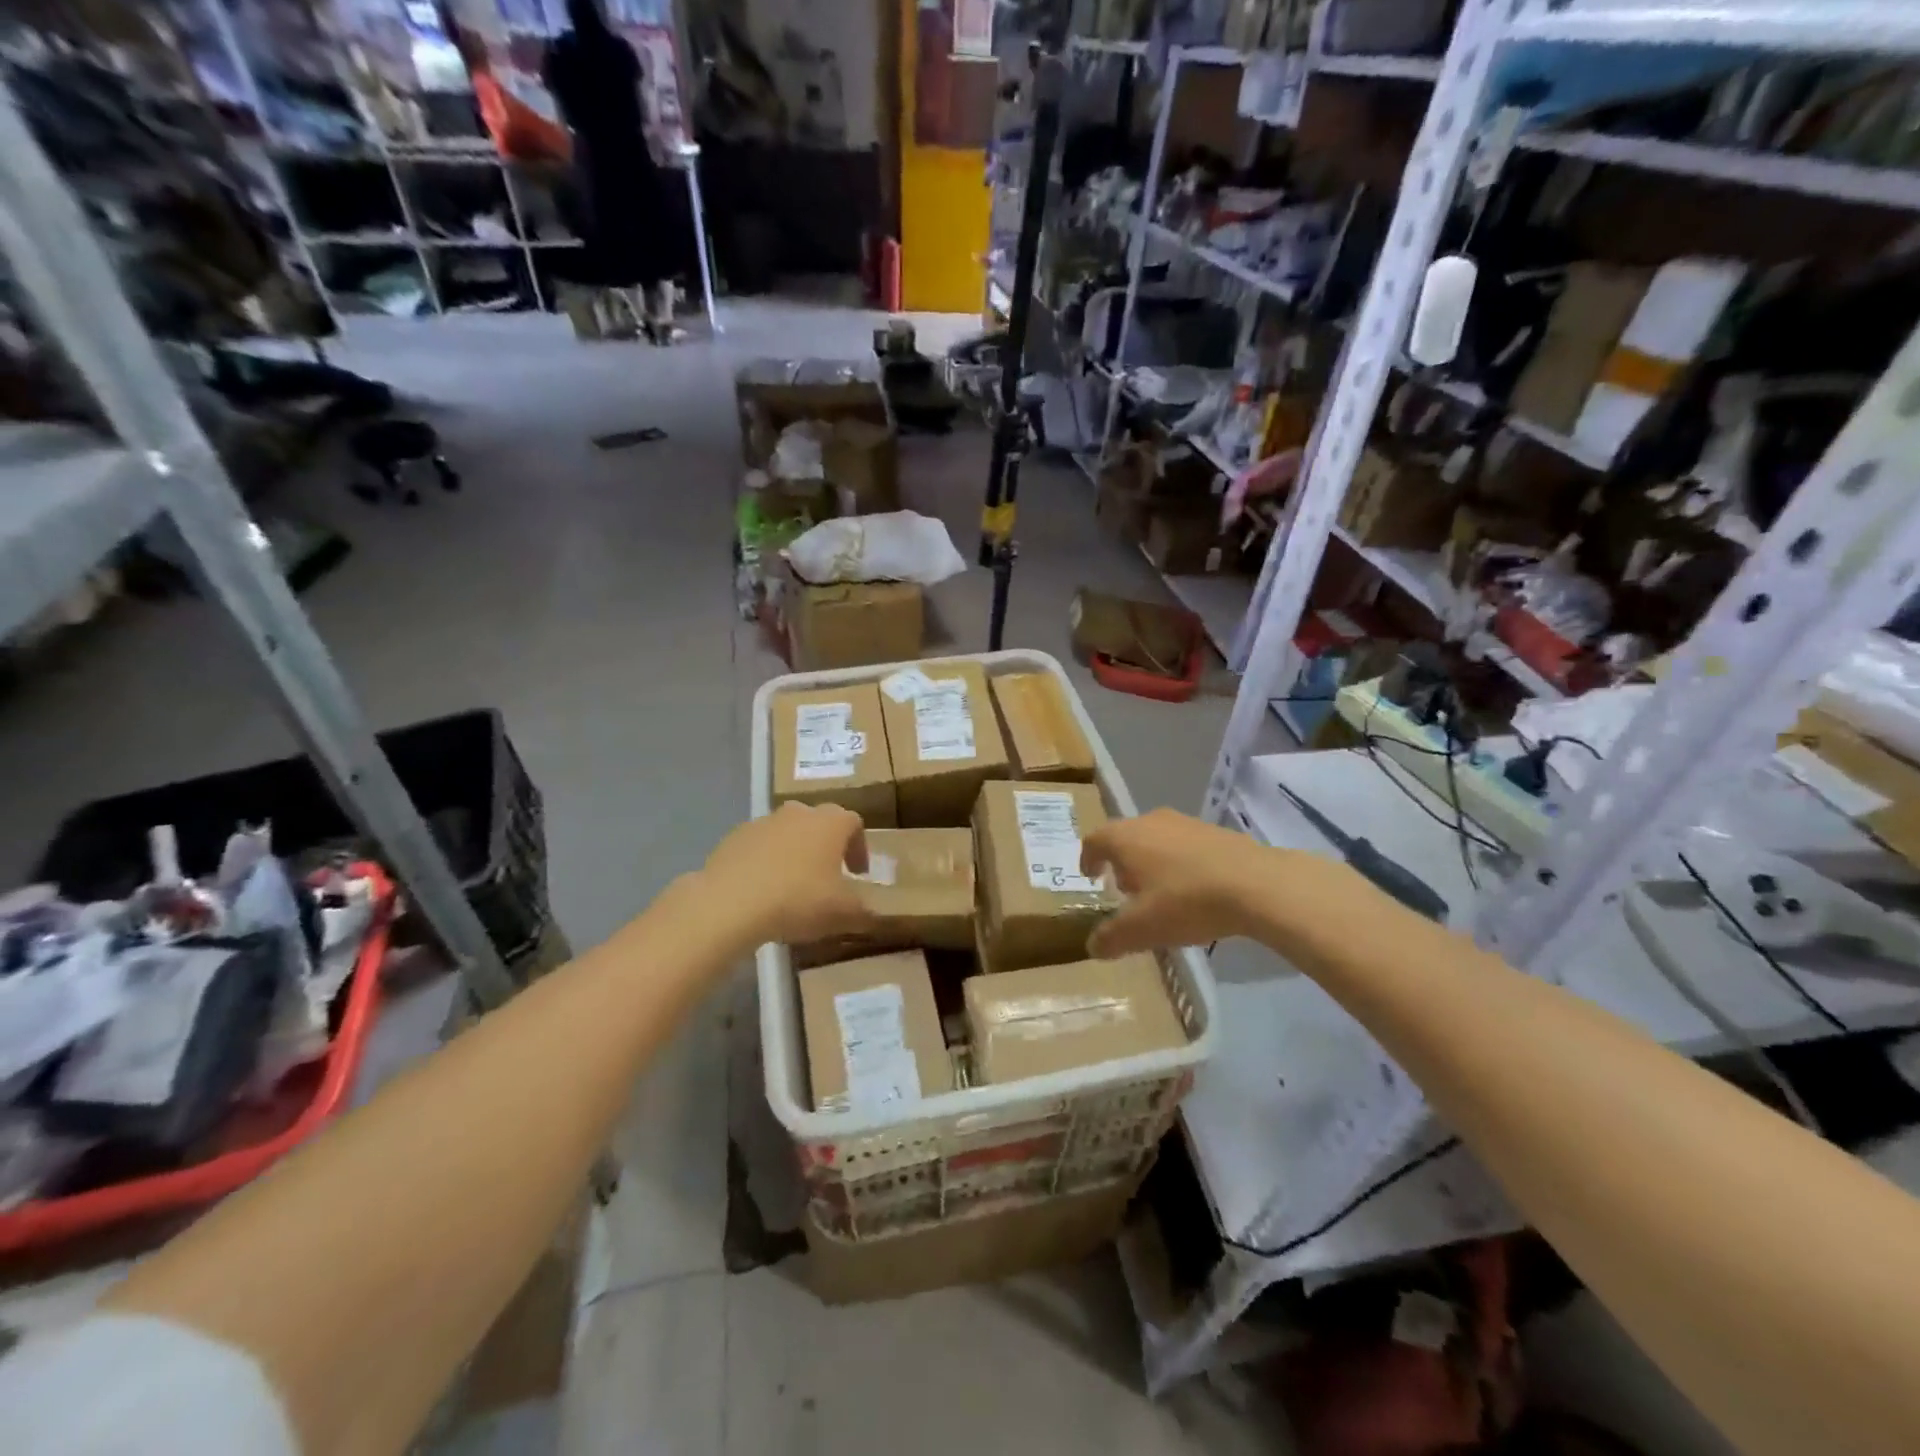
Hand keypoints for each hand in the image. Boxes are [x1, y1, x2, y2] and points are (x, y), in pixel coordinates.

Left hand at [702, 803, 874, 947]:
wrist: (730, 903)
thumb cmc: (798, 900)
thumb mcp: (843, 914)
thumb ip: (863, 912)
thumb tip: (872, 915)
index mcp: (831, 822)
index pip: (854, 824)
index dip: (859, 848)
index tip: (858, 874)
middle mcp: (799, 812)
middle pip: (819, 823)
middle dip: (825, 847)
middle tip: (827, 876)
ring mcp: (763, 822)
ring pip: (787, 833)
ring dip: (794, 853)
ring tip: (792, 886)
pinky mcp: (734, 837)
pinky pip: (758, 847)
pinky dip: (765, 862)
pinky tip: (762, 891)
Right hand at [1079, 808, 1281, 956]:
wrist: (1257, 884)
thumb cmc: (1187, 901)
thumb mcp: (1142, 929)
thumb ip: (1112, 937)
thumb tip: (1093, 946)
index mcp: (1125, 838)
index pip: (1094, 840)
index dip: (1087, 859)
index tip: (1090, 876)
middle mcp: (1151, 821)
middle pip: (1125, 837)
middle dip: (1120, 862)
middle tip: (1123, 890)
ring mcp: (1185, 822)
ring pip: (1155, 838)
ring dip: (1150, 861)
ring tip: (1159, 892)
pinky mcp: (1215, 831)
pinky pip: (1183, 844)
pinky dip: (1178, 862)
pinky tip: (1192, 889)